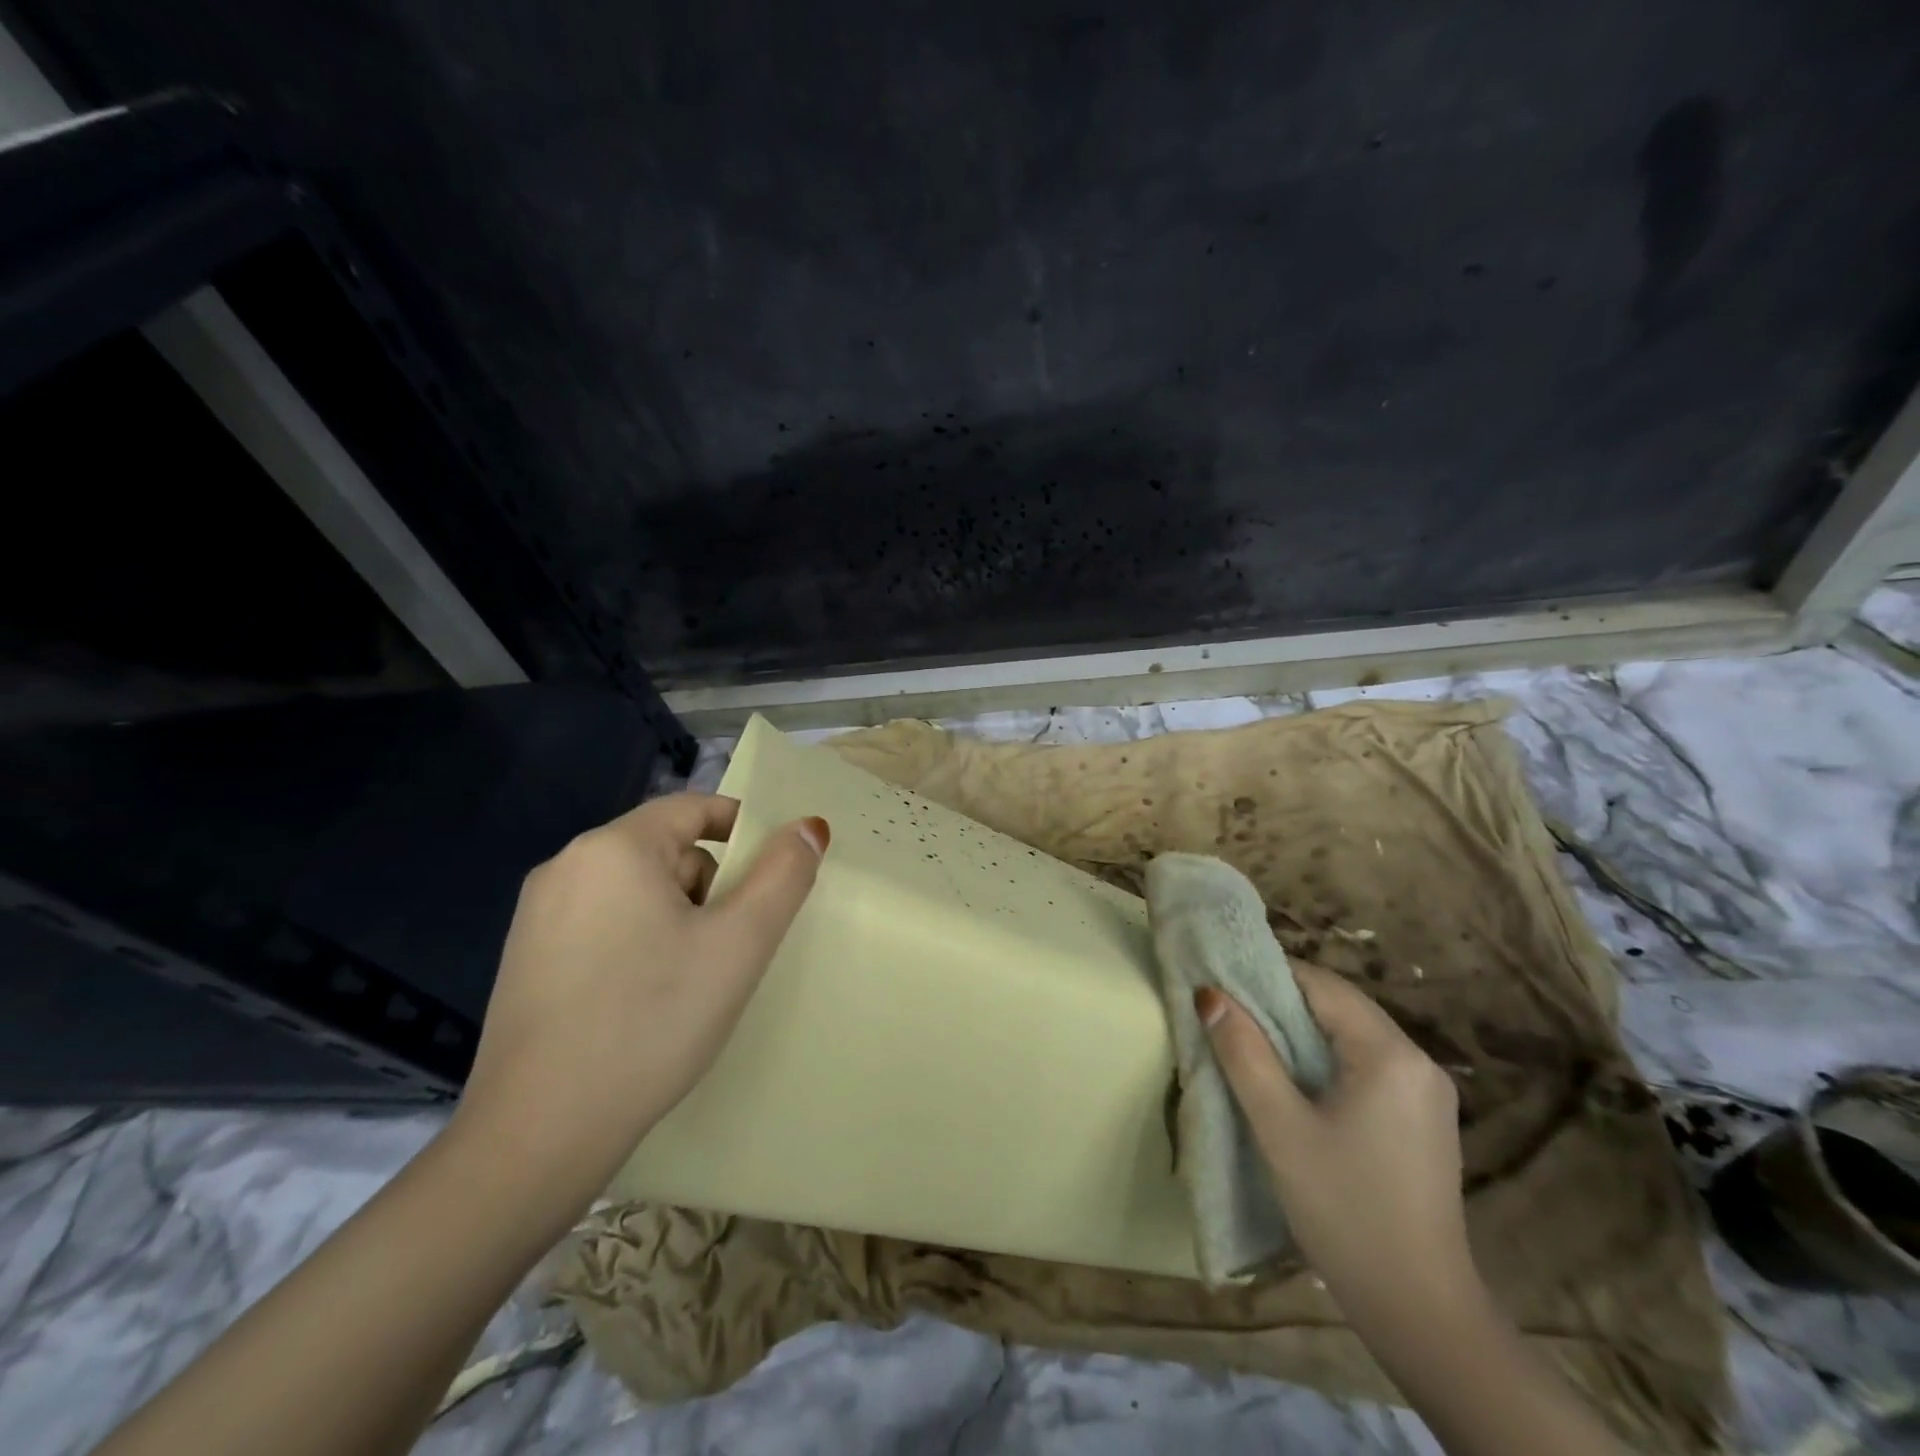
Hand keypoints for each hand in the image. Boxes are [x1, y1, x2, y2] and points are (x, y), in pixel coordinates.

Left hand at [453, 793, 827, 1210]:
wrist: (539, 1135)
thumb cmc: (652, 1021)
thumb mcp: (739, 943)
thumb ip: (783, 875)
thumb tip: (809, 826)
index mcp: (613, 848)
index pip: (695, 808)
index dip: (744, 831)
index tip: (774, 879)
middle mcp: (566, 866)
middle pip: (667, 850)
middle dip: (711, 886)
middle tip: (732, 946)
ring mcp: (537, 915)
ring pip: (637, 890)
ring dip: (678, 917)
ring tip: (693, 980)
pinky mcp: (526, 959)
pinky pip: (603, 924)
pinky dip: (639, 943)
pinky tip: (647, 999)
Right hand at [1196, 966, 1475, 1325]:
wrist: (1420, 1312)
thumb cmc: (1345, 1210)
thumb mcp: (1280, 1128)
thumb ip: (1244, 1054)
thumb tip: (1209, 994)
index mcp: (1390, 1054)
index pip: (1322, 985)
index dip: (1268, 975)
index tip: (1222, 982)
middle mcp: (1418, 1062)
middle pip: (1340, 1007)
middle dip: (1282, 1002)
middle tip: (1229, 1013)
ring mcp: (1427, 1093)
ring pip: (1352, 1036)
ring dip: (1302, 1032)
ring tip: (1252, 1043)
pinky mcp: (1424, 1120)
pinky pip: (1367, 1066)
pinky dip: (1326, 1060)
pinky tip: (1296, 1083)